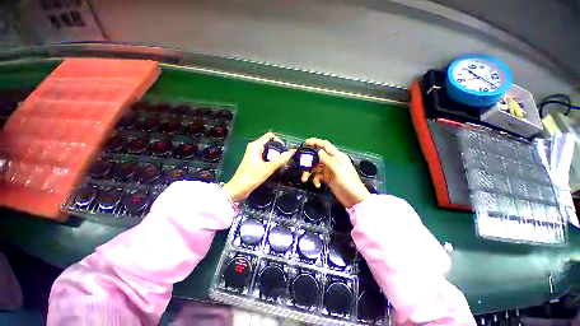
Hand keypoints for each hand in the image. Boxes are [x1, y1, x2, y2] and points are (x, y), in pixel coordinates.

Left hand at [223, 132, 294, 201]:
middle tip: (286, 158)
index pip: (270, 136)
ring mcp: (254, 155)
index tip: (286, 150)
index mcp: (256, 145)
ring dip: (276, 156)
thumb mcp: (268, 168)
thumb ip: (280, 160)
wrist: (239, 189)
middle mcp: (255, 148)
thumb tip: (291, 152)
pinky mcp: (255, 162)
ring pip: (268, 151)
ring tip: (284, 163)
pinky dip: (272, 160)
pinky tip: (277, 166)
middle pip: (270, 143)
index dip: (279, 141)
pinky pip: (266, 157)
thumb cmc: (252, 177)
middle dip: (279, 150)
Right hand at [301, 138, 369, 207]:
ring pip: (316, 168)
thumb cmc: (348, 183)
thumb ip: (328, 161)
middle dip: (309, 162)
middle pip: (317, 157)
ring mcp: (329, 170)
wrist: (354, 199)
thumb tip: (318, 151)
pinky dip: (315, 180)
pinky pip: (318, 176)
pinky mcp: (327, 178)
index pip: (325, 145)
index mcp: (337, 156)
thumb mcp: (338, 171)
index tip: (305, 142)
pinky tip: (317, 185)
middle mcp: (332, 161)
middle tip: (301, 166)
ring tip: (304, 179)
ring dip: (310, 173)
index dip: (316, 142)